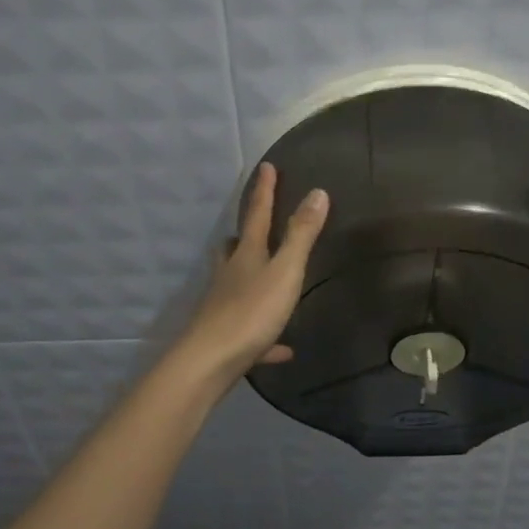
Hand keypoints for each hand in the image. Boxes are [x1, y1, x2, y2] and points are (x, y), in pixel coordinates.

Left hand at [176, 162, 328, 383]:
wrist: (210, 362)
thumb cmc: (251, 312)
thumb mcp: (285, 271)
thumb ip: (301, 234)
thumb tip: (318, 192)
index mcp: (246, 255)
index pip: (257, 214)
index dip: (264, 191)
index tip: (266, 166)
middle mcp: (230, 275)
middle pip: (235, 248)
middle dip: (244, 234)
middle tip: (251, 225)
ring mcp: (224, 305)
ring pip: (235, 284)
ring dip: (247, 276)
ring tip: (259, 274)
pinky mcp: (226, 337)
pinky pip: (251, 332)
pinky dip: (266, 336)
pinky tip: (283, 348)